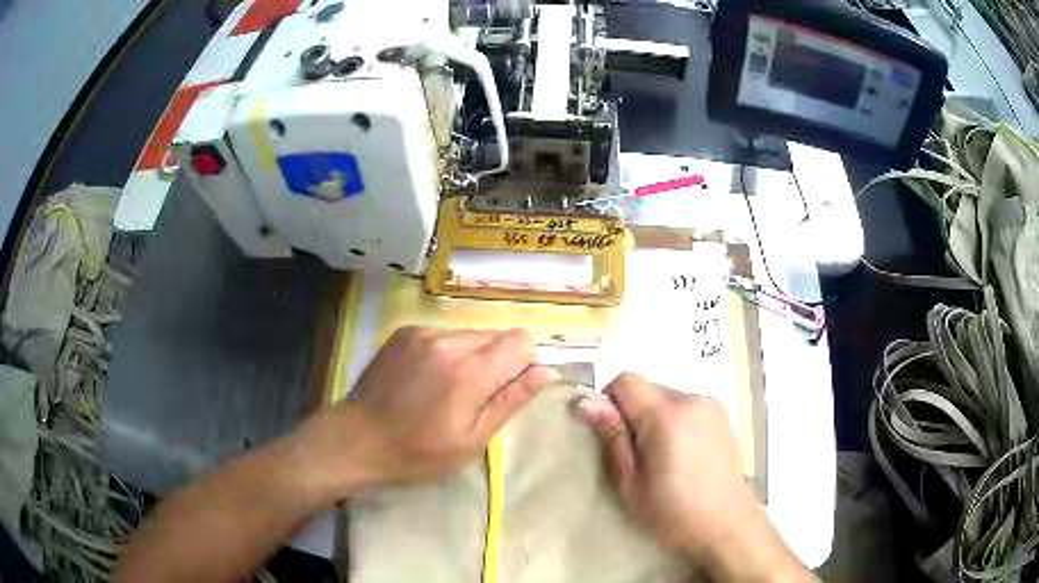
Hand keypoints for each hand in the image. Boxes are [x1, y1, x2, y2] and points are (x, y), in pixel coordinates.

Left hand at [293, 326, 554, 502]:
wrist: (357, 439)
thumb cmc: (418, 452)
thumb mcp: (472, 439)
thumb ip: (511, 401)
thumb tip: (546, 372)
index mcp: (472, 371)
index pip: (522, 340)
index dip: (526, 361)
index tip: (511, 386)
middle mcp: (450, 340)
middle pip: (497, 334)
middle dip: (499, 359)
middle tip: (479, 393)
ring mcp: (424, 332)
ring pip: (470, 333)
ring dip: (473, 355)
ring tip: (449, 387)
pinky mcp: (405, 332)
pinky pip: (444, 333)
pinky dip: (447, 351)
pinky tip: (428, 377)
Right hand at [576, 373, 814, 581]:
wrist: (728, 525)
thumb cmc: (673, 512)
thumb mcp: (631, 482)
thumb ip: (611, 437)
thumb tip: (584, 401)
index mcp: (668, 414)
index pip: (625, 380)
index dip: (608, 402)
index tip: (609, 436)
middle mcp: (693, 399)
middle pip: (647, 388)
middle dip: (632, 413)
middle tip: (634, 456)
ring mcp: (712, 406)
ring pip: (666, 397)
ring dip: (653, 418)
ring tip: (660, 459)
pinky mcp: (723, 416)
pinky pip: (686, 407)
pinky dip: (674, 422)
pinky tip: (681, 456)